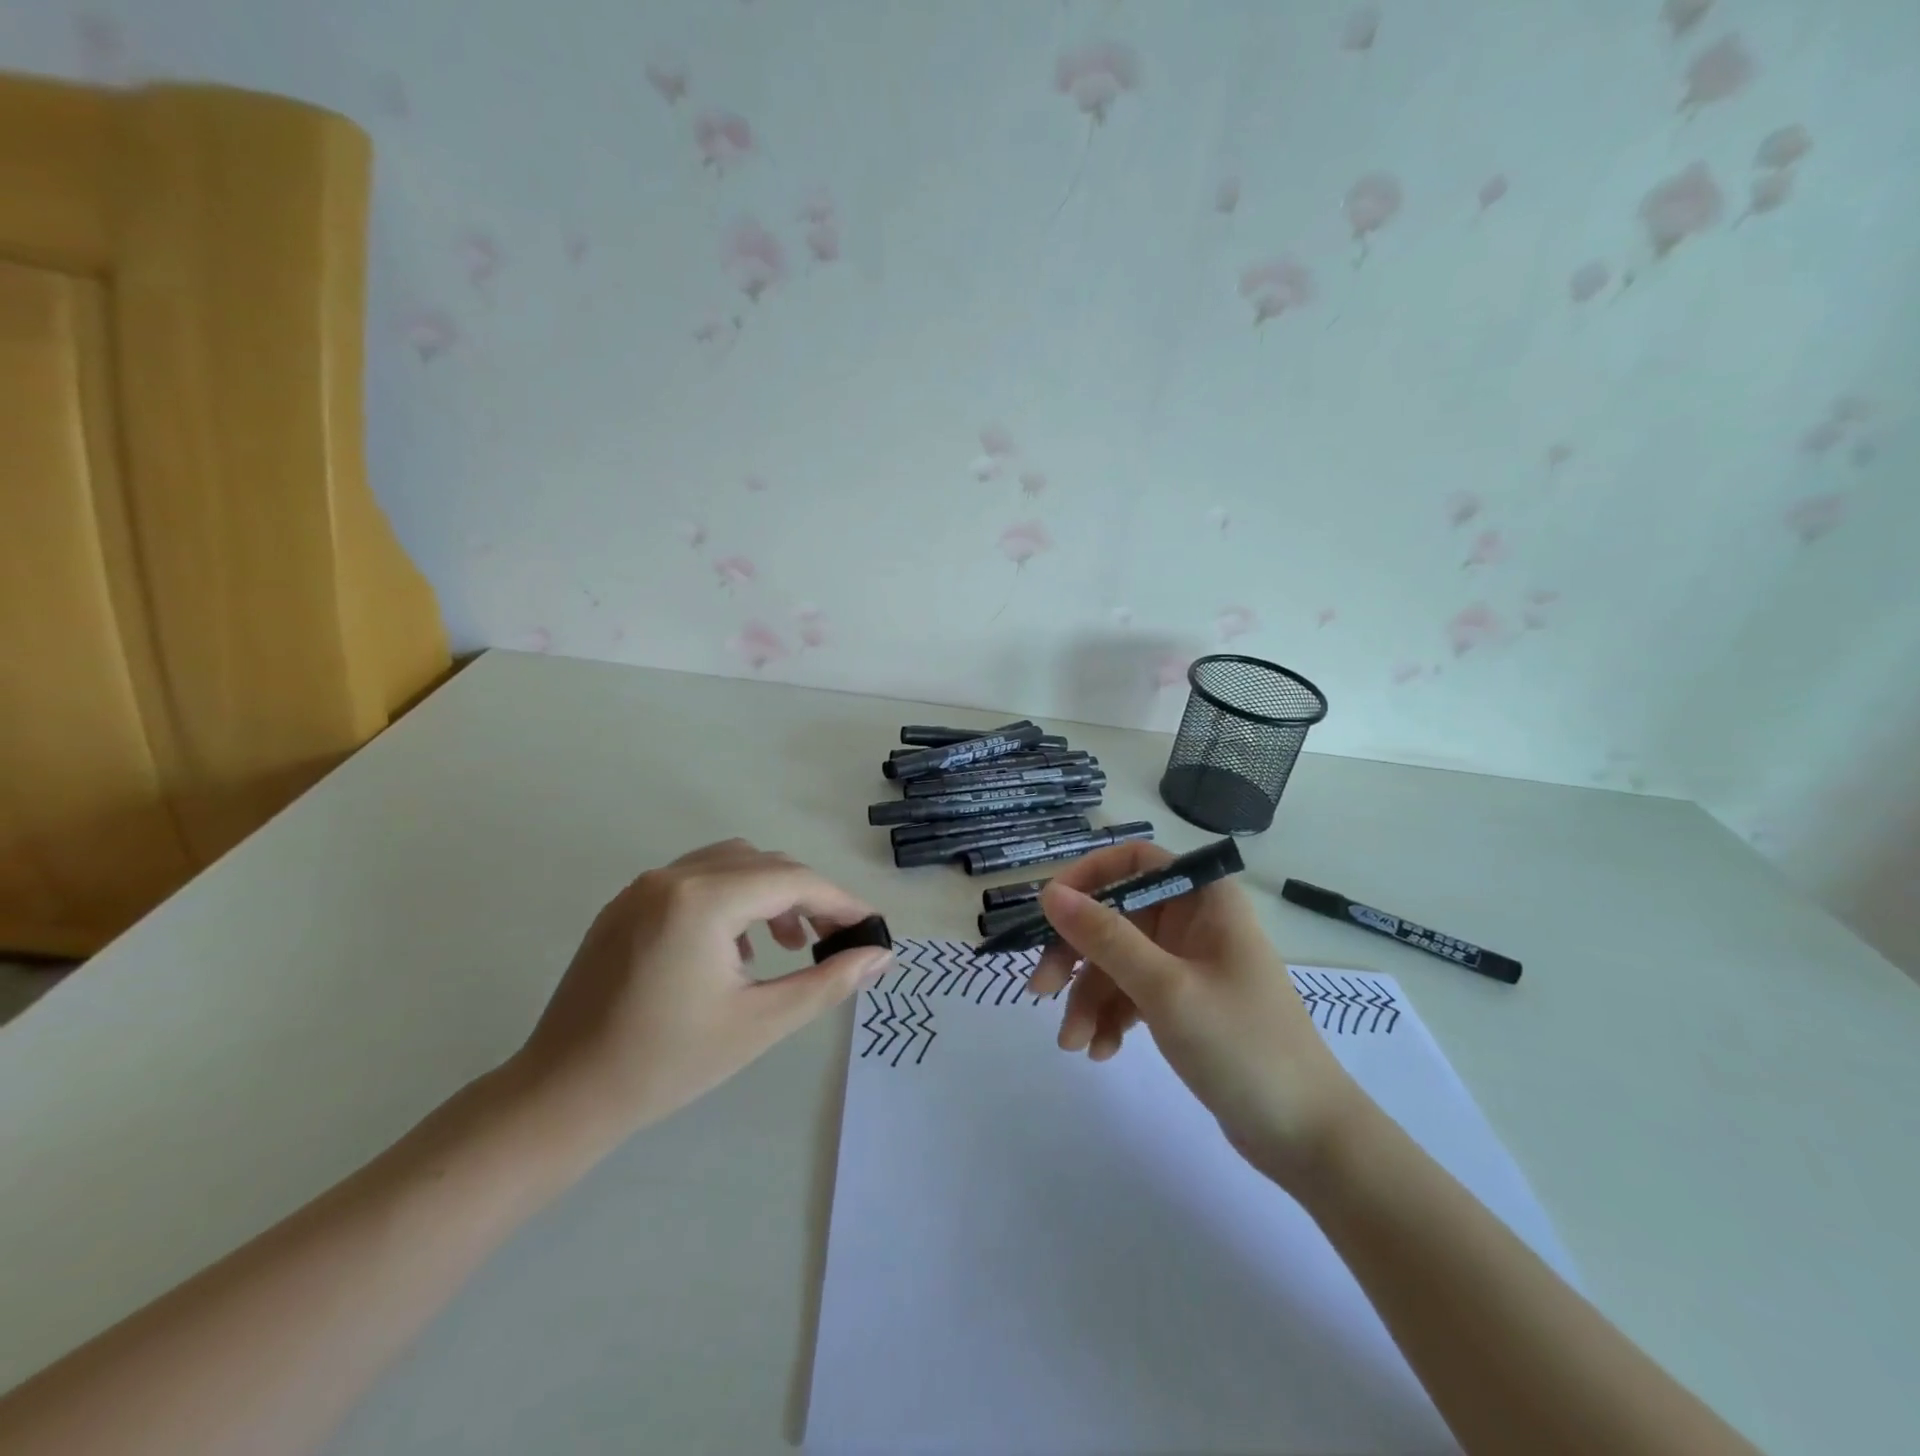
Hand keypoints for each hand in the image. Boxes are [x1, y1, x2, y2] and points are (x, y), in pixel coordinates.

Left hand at [509, 839, 892, 1147]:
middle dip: (808, 895)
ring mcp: (643, 887)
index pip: (792, 880)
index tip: (870, 926)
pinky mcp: (626, 905)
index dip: (839, 900)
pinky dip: (731, 898)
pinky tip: (735, 948)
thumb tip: (880, 955)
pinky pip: (695, 880)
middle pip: (764, 864)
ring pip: (731, 864)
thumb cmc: (667, 1064)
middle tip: (835, 938)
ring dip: (770, 892)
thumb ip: (828, 982)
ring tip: (788, 943)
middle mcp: (672, 877)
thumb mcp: (760, 1023)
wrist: (562, 1096)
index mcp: (703, 900)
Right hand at [1027, 843, 1365, 1187]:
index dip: (1088, 877)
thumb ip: (1104, 937)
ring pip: (1119, 960)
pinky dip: (1112, 1016)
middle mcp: (1194, 921)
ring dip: (1090, 997)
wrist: (1308, 1137)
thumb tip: (1049, 893)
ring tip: (1073, 1043)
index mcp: (1203, 899)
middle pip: (1117, 915)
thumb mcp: (1165, 988)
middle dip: (1077, 953)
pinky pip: (1133, 993)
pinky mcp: (1185, 1003)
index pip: (1134, 861)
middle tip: (1041, 989)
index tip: (1051, 910)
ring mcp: (1189, 964)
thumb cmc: (1242, 1046)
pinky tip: (1101, 1051)